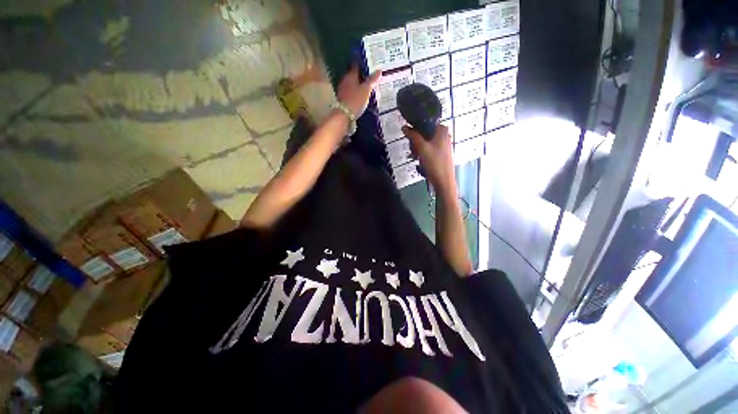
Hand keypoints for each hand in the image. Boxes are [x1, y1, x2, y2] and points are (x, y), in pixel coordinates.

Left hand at [337, 65, 381, 117]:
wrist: (344, 115)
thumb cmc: (355, 100)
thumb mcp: (366, 90)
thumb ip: (372, 80)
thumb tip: (379, 71)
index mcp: (351, 75)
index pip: (356, 65)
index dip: (363, 64)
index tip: (369, 64)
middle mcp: (345, 80)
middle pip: (354, 74)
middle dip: (361, 75)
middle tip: (370, 76)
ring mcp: (343, 90)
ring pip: (352, 84)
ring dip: (358, 84)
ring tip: (367, 87)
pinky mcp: (343, 99)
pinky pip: (351, 92)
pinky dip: (356, 92)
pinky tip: (360, 95)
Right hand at [403, 125, 455, 189]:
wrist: (443, 181)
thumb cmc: (434, 163)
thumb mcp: (421, 147)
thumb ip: (413, 136)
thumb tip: (404, 127)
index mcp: (442, 130)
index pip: (426, 123)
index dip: (415, 129)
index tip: (409, 137)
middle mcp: (444, 136)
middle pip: (425, 133)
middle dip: (416, 141)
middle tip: (412, 150)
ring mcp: (443, 145)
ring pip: (426, 142)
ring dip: (418, 149)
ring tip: (415, 157)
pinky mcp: (441, 154)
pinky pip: (429, 150)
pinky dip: (423, 153)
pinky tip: (420, 161)